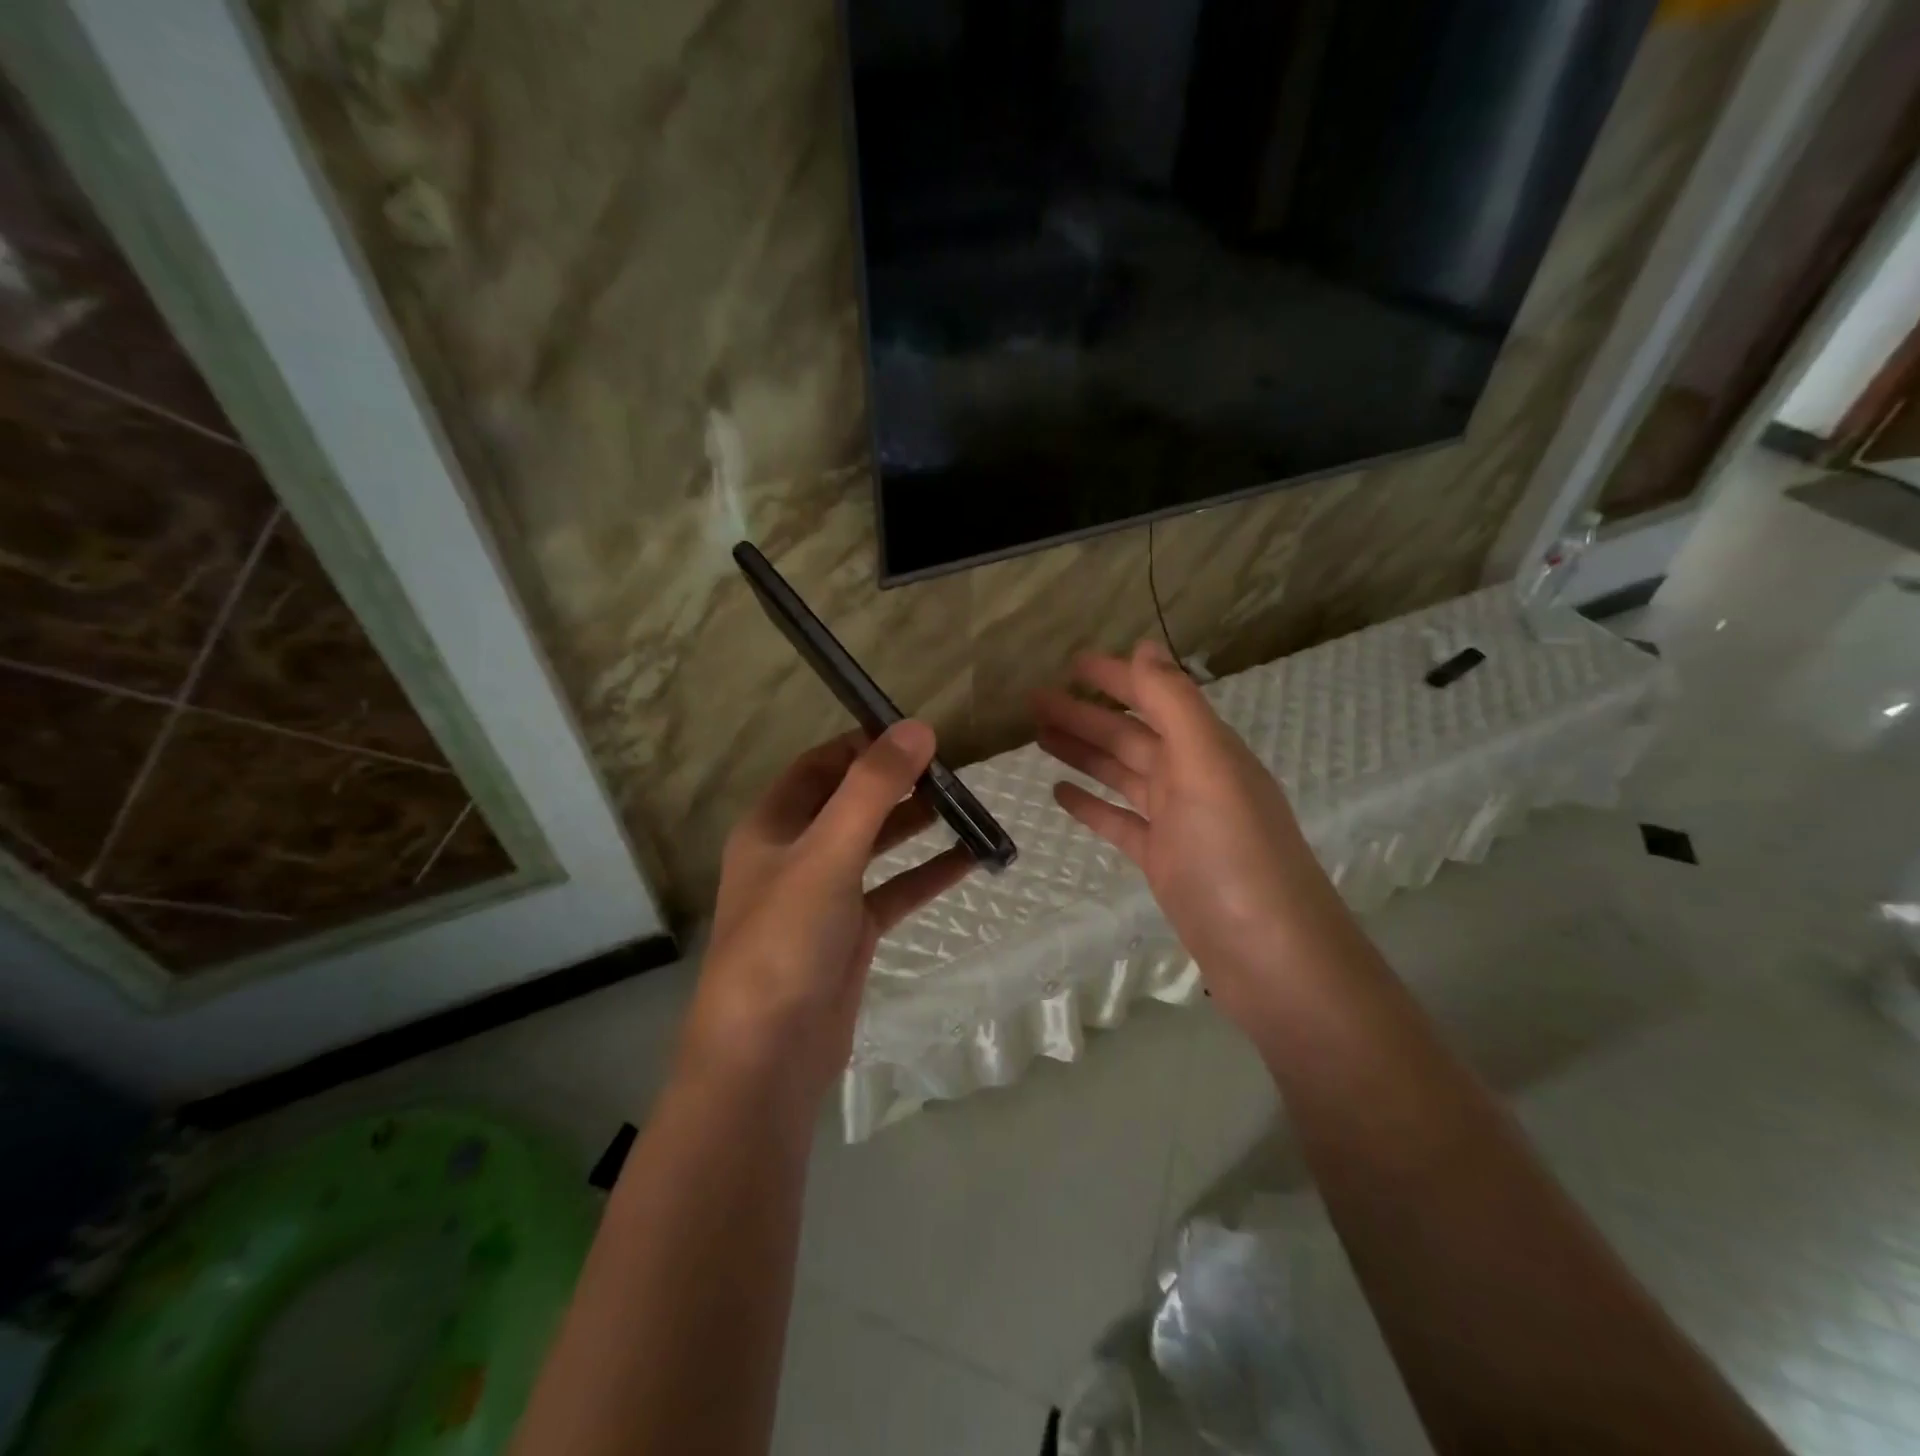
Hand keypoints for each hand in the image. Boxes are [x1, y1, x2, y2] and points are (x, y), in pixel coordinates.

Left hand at [681, 722, 974, 1108]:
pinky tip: (970, 859)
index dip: (865, 745)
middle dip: (898, 783)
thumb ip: (872, 789)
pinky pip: (894, 891)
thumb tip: (917, 728)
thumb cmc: (785, 939)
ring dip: (915, 825)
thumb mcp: (828, 853)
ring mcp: (824, 895)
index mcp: (773, 825)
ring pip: (876, 845)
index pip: (821, 766)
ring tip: (966, 805)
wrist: (768, 1055)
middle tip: (953, 770)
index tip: (918, 735)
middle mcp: (796, 853)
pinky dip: (927, 874)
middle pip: (851, 802)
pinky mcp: (850, 933)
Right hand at [1034, 641, 1344, 1025]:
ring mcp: (1177, 822)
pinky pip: (1119, 822)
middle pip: (1130, 735)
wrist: (1270, 958)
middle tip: (1034, 700)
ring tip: (1038, 736)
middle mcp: (1193, 778)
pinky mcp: (1163, 861)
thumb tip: (1144, 646)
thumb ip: (1174, 704)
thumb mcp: (1207, 767)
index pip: (1155, 698)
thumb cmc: (1235, 855)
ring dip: (1083, 752)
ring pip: (1121, 774)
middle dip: (1084, 714)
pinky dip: (1091, 804)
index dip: (1115, 677)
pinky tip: (1060, 793)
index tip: (1070, 663)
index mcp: (1207, 749)